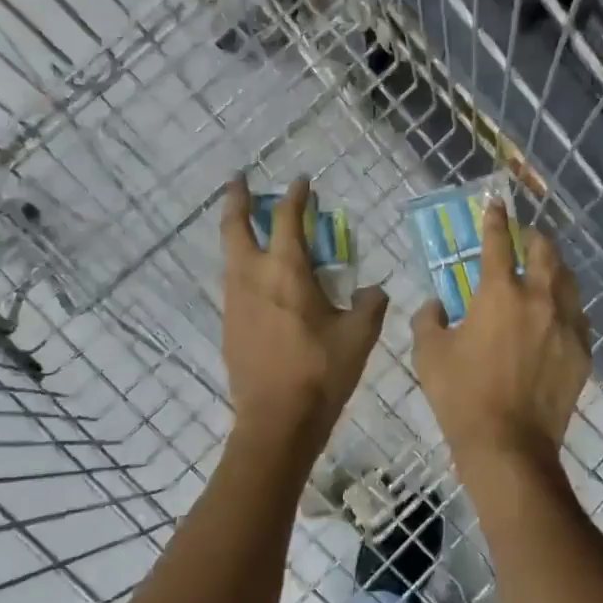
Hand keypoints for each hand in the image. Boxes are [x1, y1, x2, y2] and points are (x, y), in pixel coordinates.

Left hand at [221, 177, 386, 472]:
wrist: (276, 421)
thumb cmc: (321, 372)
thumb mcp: (359, 336)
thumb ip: (370, 305)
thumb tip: (372, 291)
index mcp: (287, 272)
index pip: (289, 220)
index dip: (297, 196)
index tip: (303, 182)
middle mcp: (253, 278)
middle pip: (236, 227)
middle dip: (237, 199)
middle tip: (239, 181)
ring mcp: (235, 302)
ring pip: (230, 255)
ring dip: (238, 233)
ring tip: (250, 226)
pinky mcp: (229, 325)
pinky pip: (233, 282)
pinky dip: (242, 265)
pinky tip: (258, 279)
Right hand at [412, 200, 591, 477]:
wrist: (509, 446)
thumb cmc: (462, 396)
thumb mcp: (429, 354)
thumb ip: (429, 319)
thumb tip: (437, 305)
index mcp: (499, 293)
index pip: (498, 242)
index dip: (496, 219)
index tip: (496, 204)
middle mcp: (539, 298)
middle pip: (545, 252)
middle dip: (534, 238)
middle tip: (524, 238)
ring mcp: (566, 325)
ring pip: (568, 280)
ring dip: (555, 268)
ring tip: (545, 271)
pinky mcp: (582, 351)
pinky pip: (578, 316)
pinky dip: (566, 305)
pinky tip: (558, 314)